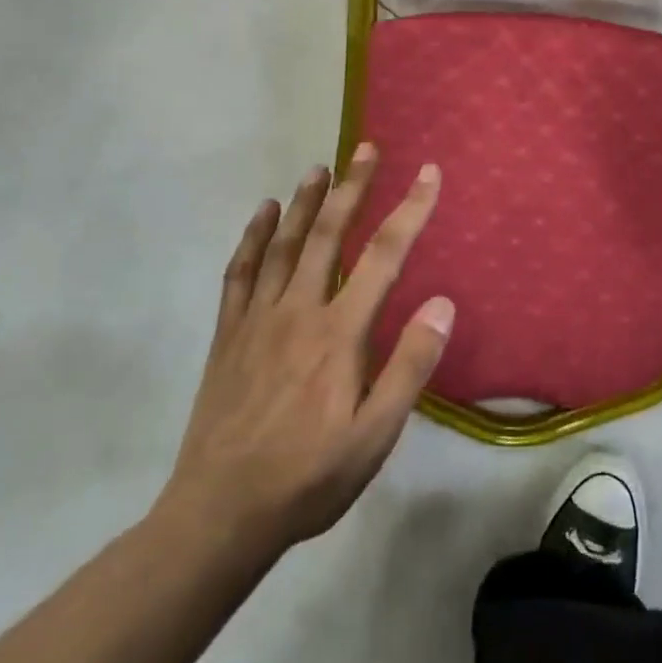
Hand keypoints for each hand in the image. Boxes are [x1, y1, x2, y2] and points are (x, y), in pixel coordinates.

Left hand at [156, 145, 453, 558]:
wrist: (220, 514)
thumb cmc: (310, 476)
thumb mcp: (376, 434)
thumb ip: (410, 365)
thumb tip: (442, 303)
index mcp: (340, 333)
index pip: (384, 256)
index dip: (410, 210)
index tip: (428, 173)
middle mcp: (299, 311)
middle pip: (329, 235)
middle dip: (353, 187)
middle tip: (367, 148)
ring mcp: (257, 320)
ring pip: (283, 244)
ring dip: (305, 202)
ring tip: (321, 168)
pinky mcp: (229, 335)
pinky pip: (240, 273)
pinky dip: (252, 237)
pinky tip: (262, 213)